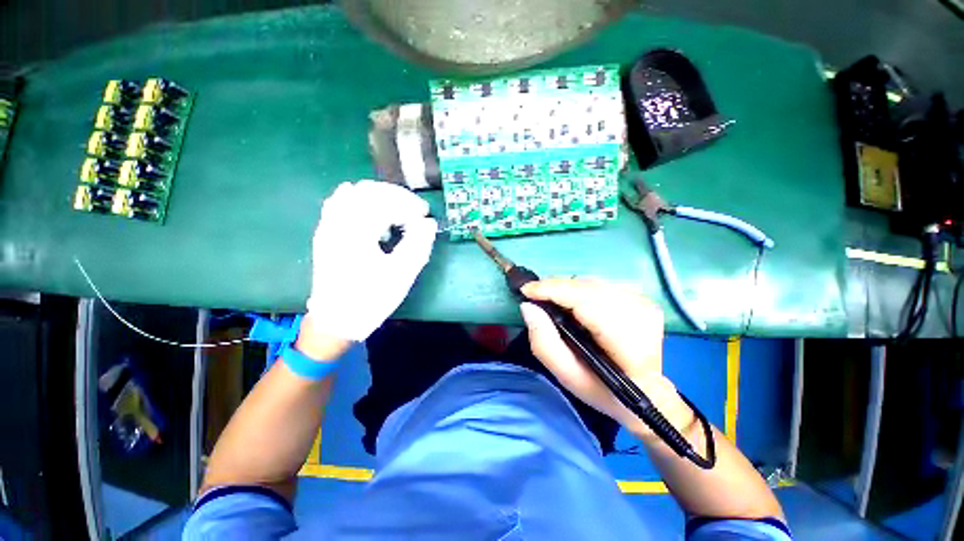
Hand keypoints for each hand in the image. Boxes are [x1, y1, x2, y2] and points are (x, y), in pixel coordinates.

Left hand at [306, 180, 435, 341]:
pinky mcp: (326, 233)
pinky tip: (373, 215)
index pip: (386, 202)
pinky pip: (340, 203)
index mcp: (357, 232)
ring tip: (398, 212)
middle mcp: (338, 222)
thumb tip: (429, 223)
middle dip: (396, 196)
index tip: (426, 214)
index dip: (410, 204)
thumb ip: (418, 245)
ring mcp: (328, 226)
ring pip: (353, 192)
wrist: (336, 320)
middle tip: (415, 210)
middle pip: (368, 190)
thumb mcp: (401, 275)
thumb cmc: (371, 299)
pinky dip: (361, 202)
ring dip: (380, 197)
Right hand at [519, 278, 694, 440]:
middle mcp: (640, 316)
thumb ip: (544, 342)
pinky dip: (580, 288)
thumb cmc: (603, 390)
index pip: (586, 303)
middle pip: (587, 287)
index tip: (526, 290)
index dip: (554, 291)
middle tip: (533, 293)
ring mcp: (644, 303)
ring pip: (592, 282)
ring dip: (566, 287)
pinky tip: (572, 300)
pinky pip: (600, 283)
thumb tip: (528, 306)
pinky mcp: (641, 298)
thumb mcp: (567, 375)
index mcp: (628, 343)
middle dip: (555, 287)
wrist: (646, 392)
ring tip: (550, 298)